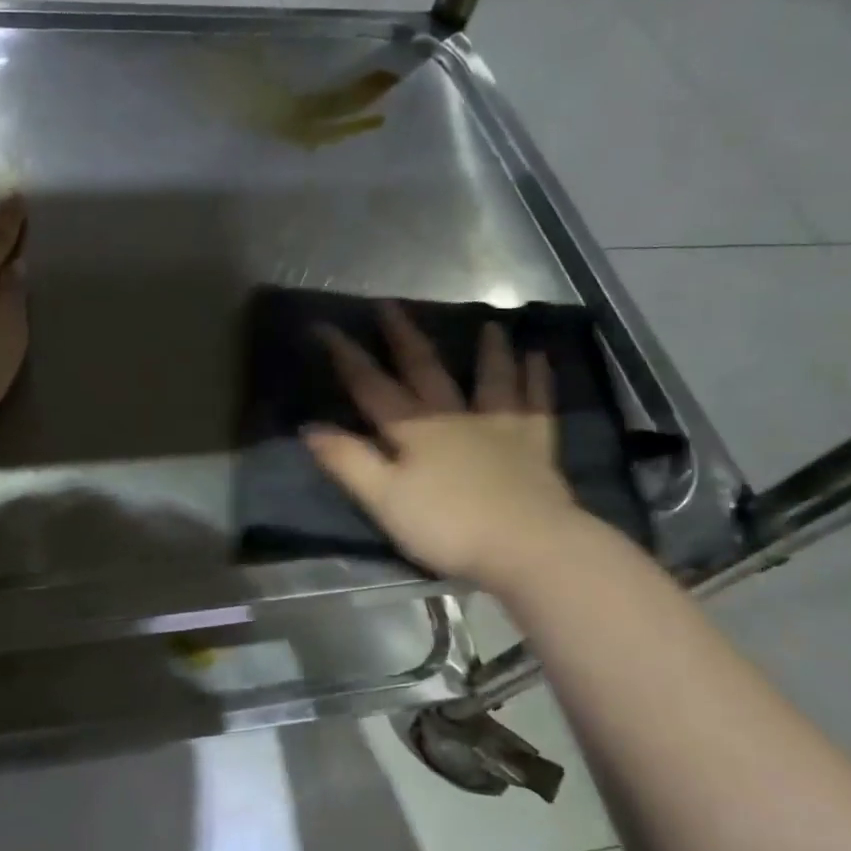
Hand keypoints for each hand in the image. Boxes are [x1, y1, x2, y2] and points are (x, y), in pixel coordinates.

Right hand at [304, 303, 585, 591]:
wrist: (527, 545)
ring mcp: (498, 425)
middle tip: (390, 304)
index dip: (346, 356)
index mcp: (413, 429)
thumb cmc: (447, 526)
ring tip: (489, 325)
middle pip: (425, 369)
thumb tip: (310, 428)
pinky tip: (540, 358)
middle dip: (403, 337)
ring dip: (488, 351)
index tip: (325, 326)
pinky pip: (537, 403)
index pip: (371, 385)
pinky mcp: (535, 444)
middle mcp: (453, 416)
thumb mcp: (383, 499)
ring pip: (490, 378)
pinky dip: (538, 378)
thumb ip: (348, 462)